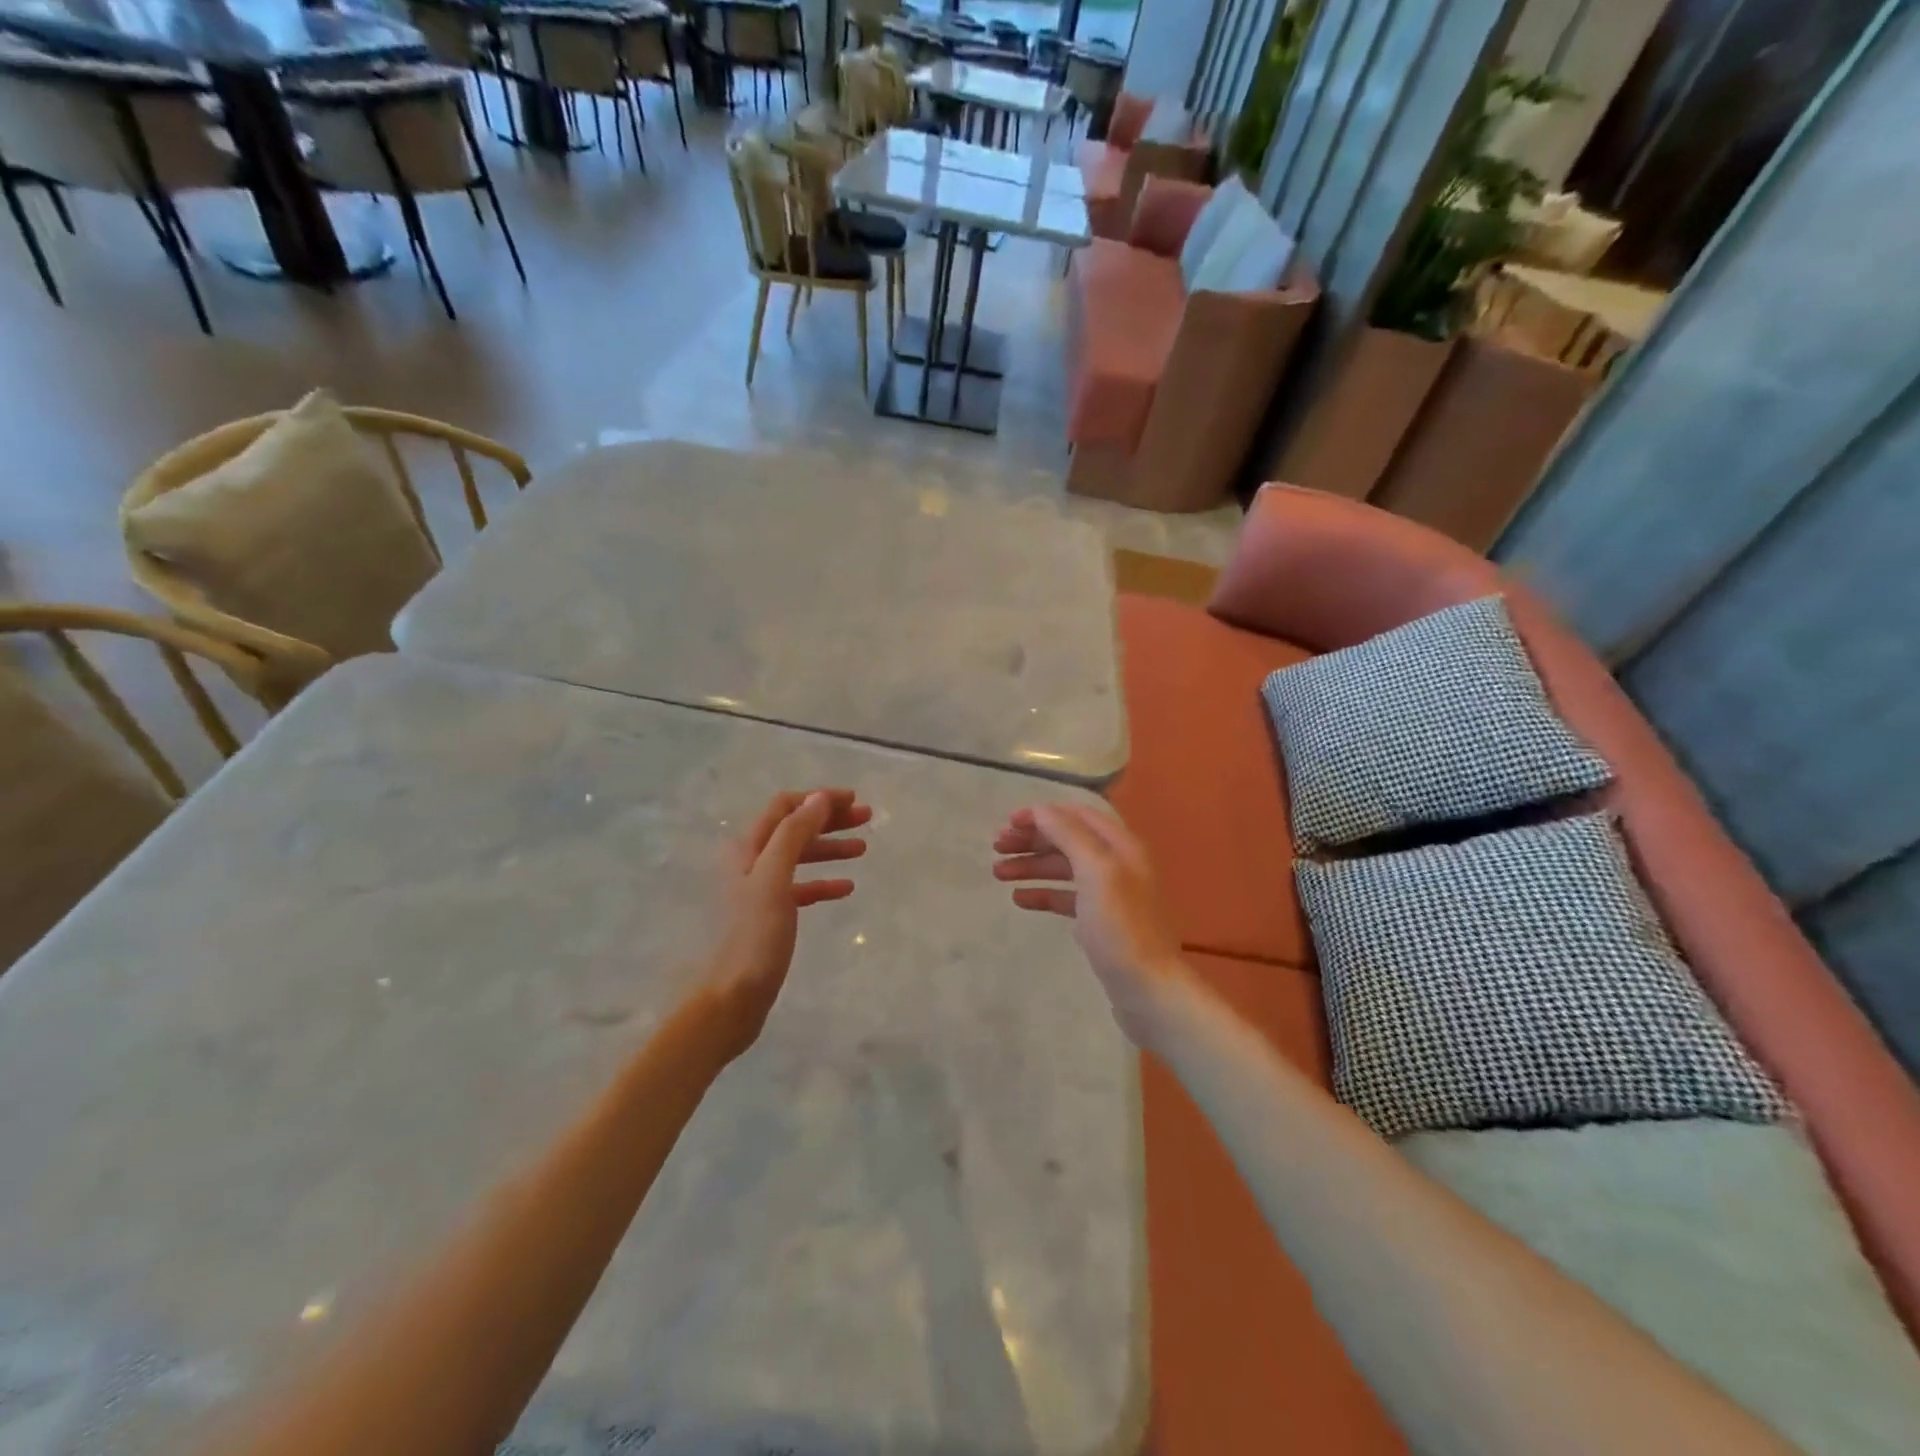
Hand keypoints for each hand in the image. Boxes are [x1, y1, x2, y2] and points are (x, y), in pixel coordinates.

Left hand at [707, 789, 870, 1058]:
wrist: (732, 998)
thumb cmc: (753, 936)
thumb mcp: (774, 878)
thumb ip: (794, 834)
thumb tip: (819, 798)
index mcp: (746, 848)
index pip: (785, 807)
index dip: (819, 799)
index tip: (854, 800)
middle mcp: (749, 862)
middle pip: (793, 829)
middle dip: (829, 820)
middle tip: (866, 819)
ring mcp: (758, 890)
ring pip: (799, 857)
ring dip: (830, 849)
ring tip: (863, 849)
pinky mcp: (768, 917)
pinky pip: (800, 888)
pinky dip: (822, 882)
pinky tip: (846, 888)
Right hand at [991, 804, 1188, 1048]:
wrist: (1148, 989)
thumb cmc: (1120, 927)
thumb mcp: (1096, 871)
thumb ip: (1069, 834)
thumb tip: (1041, 809)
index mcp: (1120, 846)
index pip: (1077, 815)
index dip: (1042, 814)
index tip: (1008, 823)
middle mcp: (1117, 864)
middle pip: (1068, 840)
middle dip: (1032, 840)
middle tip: (997, 848)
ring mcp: (1109, 894)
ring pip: (1064, 869)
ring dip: (1032, 866)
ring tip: (998, 873)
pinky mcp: (1101, 922)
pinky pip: (1067, 898)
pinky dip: (1043, 894)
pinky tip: (1020, 899)